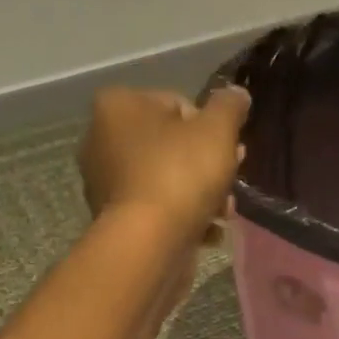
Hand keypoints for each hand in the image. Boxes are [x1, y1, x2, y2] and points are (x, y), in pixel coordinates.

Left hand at [78, 85, 249, 240]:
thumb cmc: (180, 174)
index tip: (229, 149)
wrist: (149, 243)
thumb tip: (237, 95)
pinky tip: (207, 232)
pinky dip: (183, 219)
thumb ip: (229, 106)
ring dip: (201, 195)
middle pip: (171, 145)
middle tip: (231, 180)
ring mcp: (106, 184)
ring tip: (224, 212)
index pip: (176, 104)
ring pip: (167, 181)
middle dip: (207, 165)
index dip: (209, 127)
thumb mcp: (218, 130)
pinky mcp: (117, 221)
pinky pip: (158, 211)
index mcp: (118, 106)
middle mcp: (101, 140)